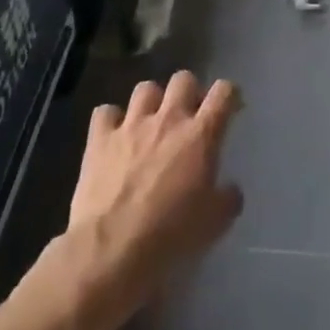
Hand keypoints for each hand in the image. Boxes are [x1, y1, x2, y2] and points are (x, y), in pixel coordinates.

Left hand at [69, 72, 243, 310]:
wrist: (111, 251)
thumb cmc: (171, 236)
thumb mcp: (215, 223)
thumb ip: (228, 198)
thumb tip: (229, 190)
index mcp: (201, 135)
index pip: (223, 92)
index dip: (230, 94)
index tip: (230, 108)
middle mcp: (168, 119)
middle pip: (183, 79)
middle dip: (189, 92)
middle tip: (189, 116)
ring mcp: (131, 125)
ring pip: (146, 88)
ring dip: (152, 102)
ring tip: (151, 123)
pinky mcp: (99, 139)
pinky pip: (105, 111)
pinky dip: (111, 120)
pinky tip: (114, 136)